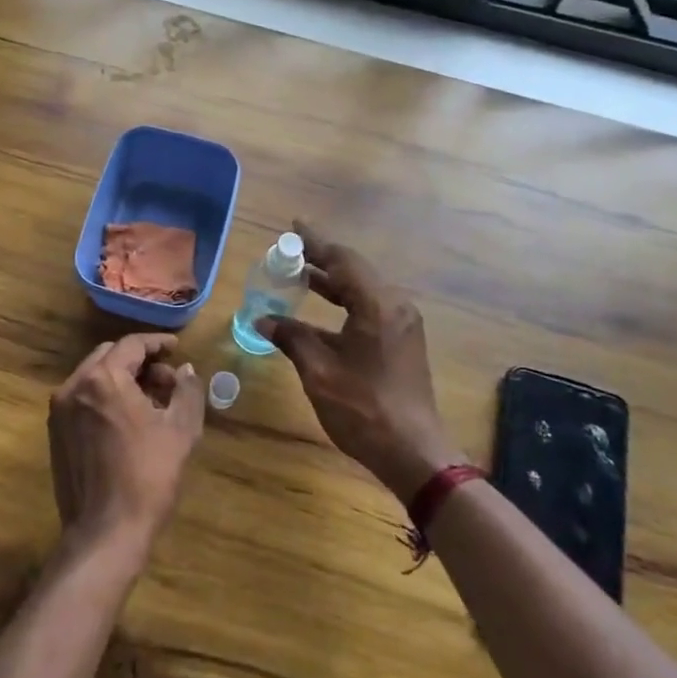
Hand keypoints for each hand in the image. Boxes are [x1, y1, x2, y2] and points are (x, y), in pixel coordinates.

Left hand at [48, 333, 204, 565]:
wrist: (106, 531)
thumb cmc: (148, 476)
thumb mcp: (181, 430)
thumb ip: (187, 390)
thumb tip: (185, 370)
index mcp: (104, 378)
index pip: (131, 345)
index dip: (157, 343)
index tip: (175, 347)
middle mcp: (74, 386)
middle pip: (109, 356)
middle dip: (139, 361)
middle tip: (167, 378)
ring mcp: (60, 410)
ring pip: (94, 377)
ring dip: (122, 379)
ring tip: (151, 401)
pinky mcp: (56, 433)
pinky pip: (83, 399)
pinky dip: (105, 397)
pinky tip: (128, 419)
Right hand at [258, 222, 463, 503]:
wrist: (413, 451)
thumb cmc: (363, 408)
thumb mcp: (319, 371)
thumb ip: (292, 337)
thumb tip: (263, 318)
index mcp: (377, 304)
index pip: (342, 260)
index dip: (315, 242)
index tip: (294, 226)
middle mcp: (394, 305)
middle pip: (354, 270)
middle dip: (321, 260)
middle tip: (290, 252)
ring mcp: (402, 323)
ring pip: (362, 290)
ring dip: (332, 282)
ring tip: (299, 275)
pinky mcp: (402, 341)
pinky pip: (369, 307)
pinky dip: (344, 301)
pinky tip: (321, 309)